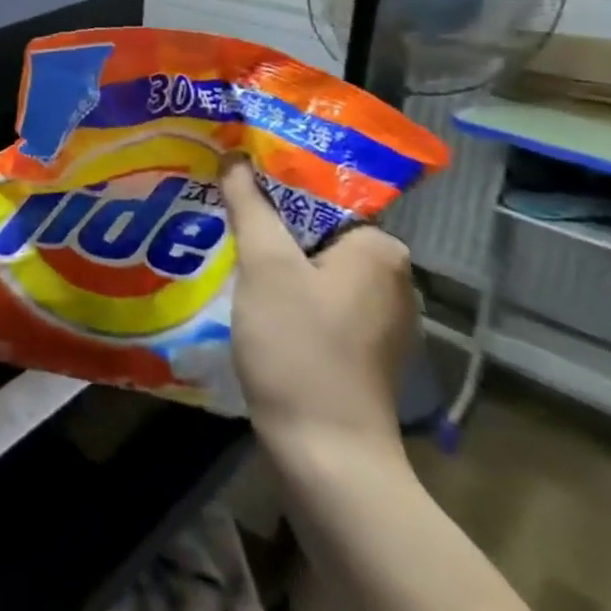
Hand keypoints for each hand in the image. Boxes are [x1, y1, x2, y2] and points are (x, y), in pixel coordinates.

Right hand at [223, 157, 415, 470]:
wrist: (326, 454)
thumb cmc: (298, 347)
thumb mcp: (264, 266)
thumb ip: (249, 204)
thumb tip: (235, 157)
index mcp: (380, 250)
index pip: (321, 194)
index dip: (271, 181)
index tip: (228, 176)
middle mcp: (392, 278)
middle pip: (316, 228)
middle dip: (267, 219)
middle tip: (218, 206)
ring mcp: (379, 318)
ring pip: (313, 264)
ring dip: (272, 254)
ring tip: (223, 241)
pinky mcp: (362, 349)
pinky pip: (317, 297)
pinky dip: (284, 288)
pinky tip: (247, 291)